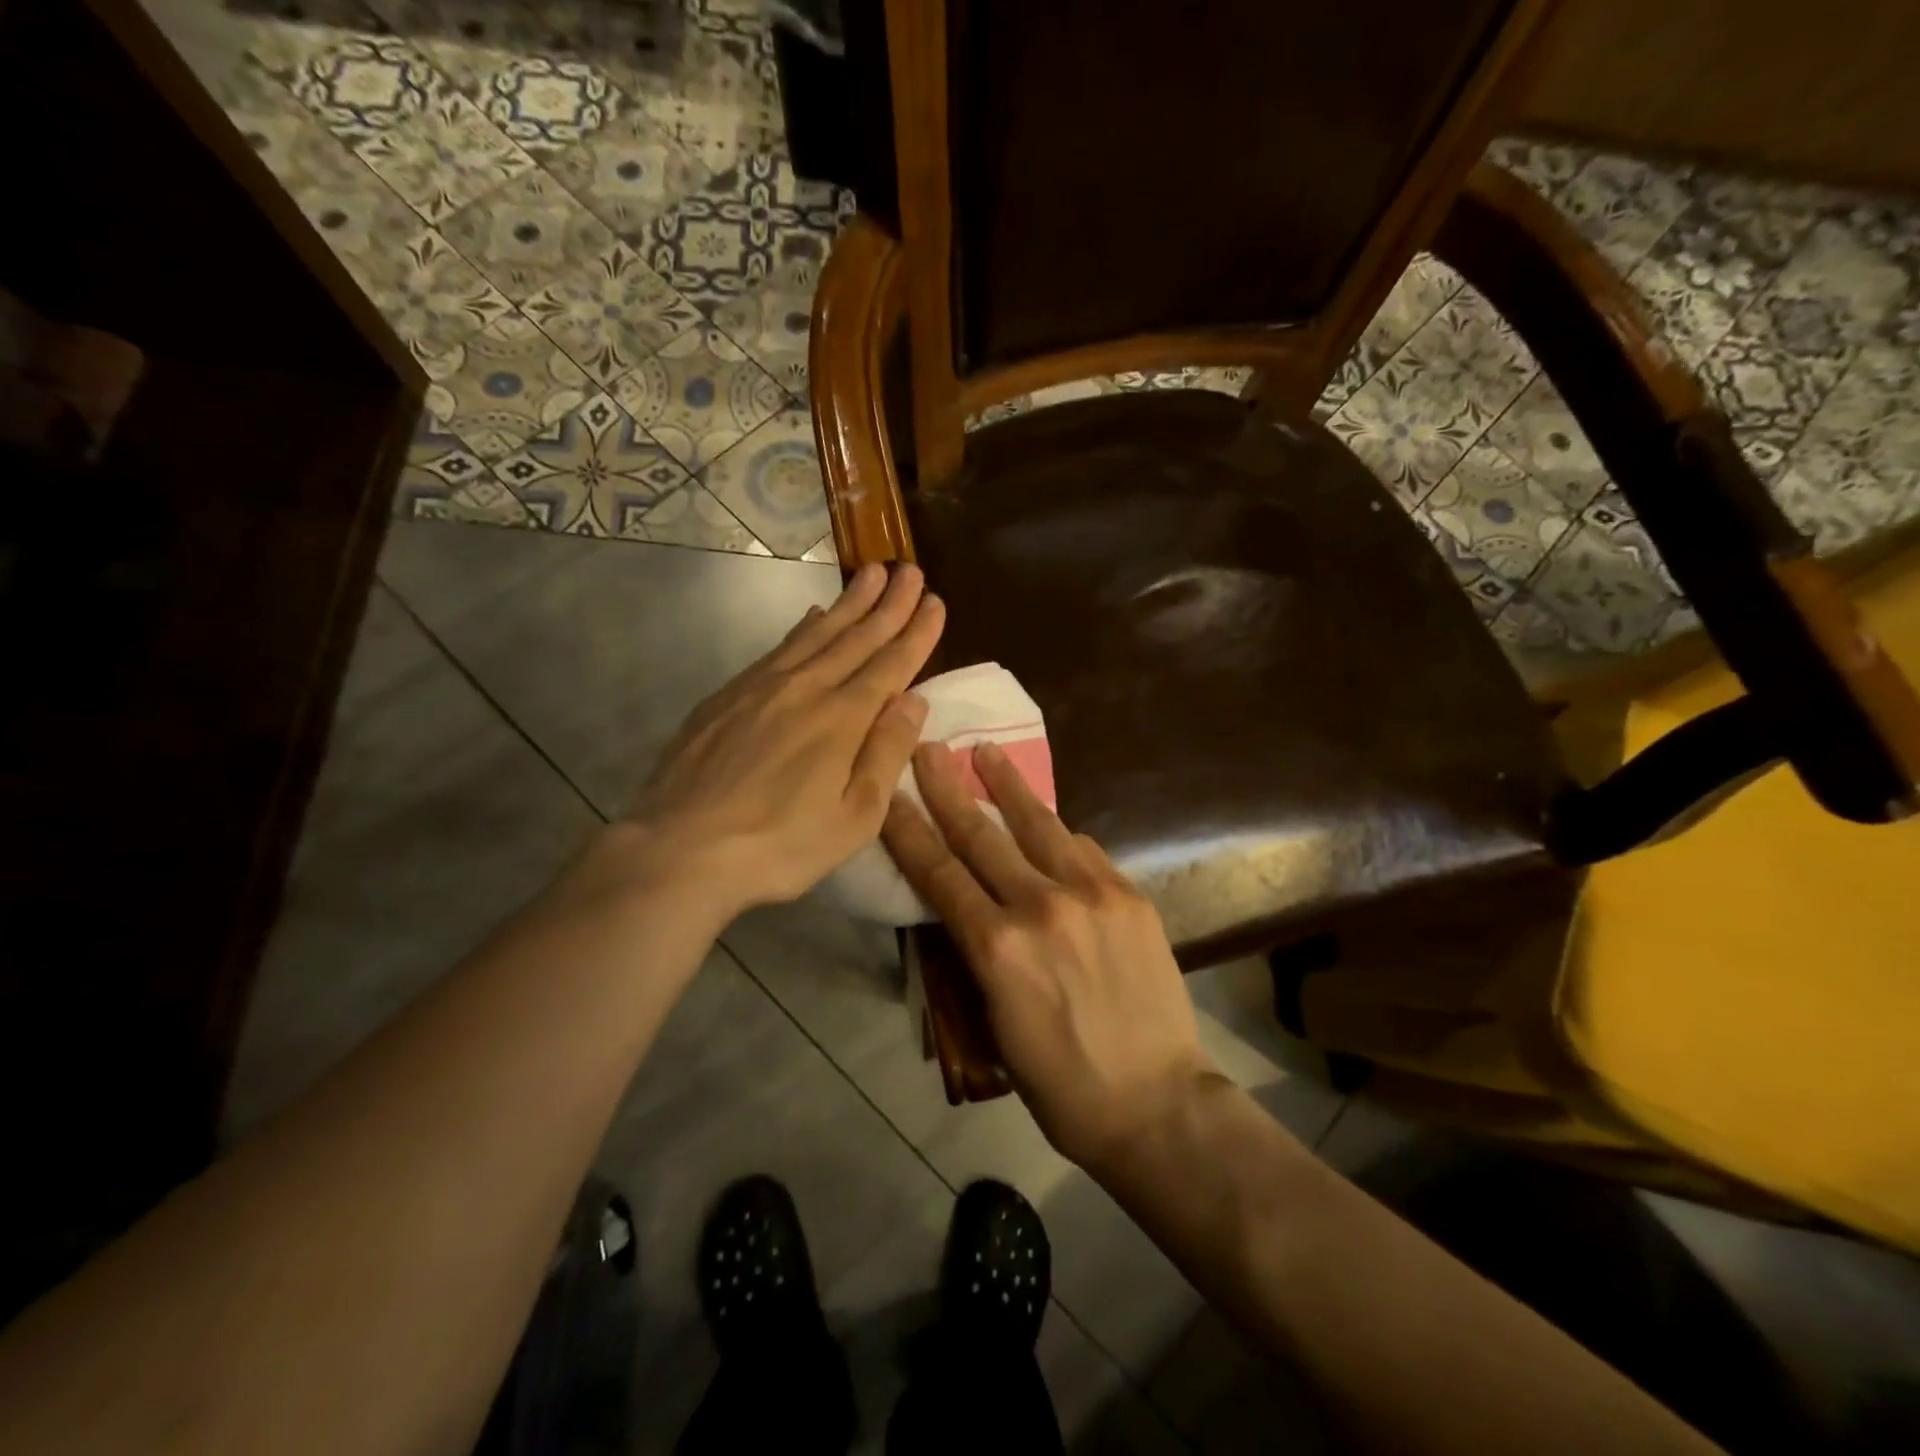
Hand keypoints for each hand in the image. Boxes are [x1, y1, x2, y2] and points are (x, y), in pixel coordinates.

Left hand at [626, 562, 944, 919]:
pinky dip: (802, 627)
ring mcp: (762, 687)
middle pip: (856, 637)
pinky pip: (778, 648)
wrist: (681, 848)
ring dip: (848, 603)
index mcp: (842, 719)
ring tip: (870, 573)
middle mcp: (806, 689)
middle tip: (911, 570)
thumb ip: (886, 754)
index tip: (936, 602)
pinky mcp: (728, 695)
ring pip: (816, 633)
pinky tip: (811, 616)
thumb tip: (914, 700)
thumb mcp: (854, 818)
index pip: (890, 665)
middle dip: (888, 603)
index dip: (916, 632)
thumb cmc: (780, 845)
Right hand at [882, 741, 1218, 1172]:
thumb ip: (977, 953)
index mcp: (997, 948)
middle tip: (929, 748)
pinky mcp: (1130, 895)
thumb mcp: (994, 1021)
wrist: (1156, 1102)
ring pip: (1038, 824)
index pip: (938, 872)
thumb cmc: (1059, 1083)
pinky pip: (1084, 849)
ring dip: (1007, 785)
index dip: (908, 828)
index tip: (890, 791)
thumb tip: (967, 906)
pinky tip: (1047, 818)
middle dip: (948, 788)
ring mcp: (1091, 894)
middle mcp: (1040, 906)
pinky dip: (1058, 832)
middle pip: (981, 834)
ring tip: (987, 751)